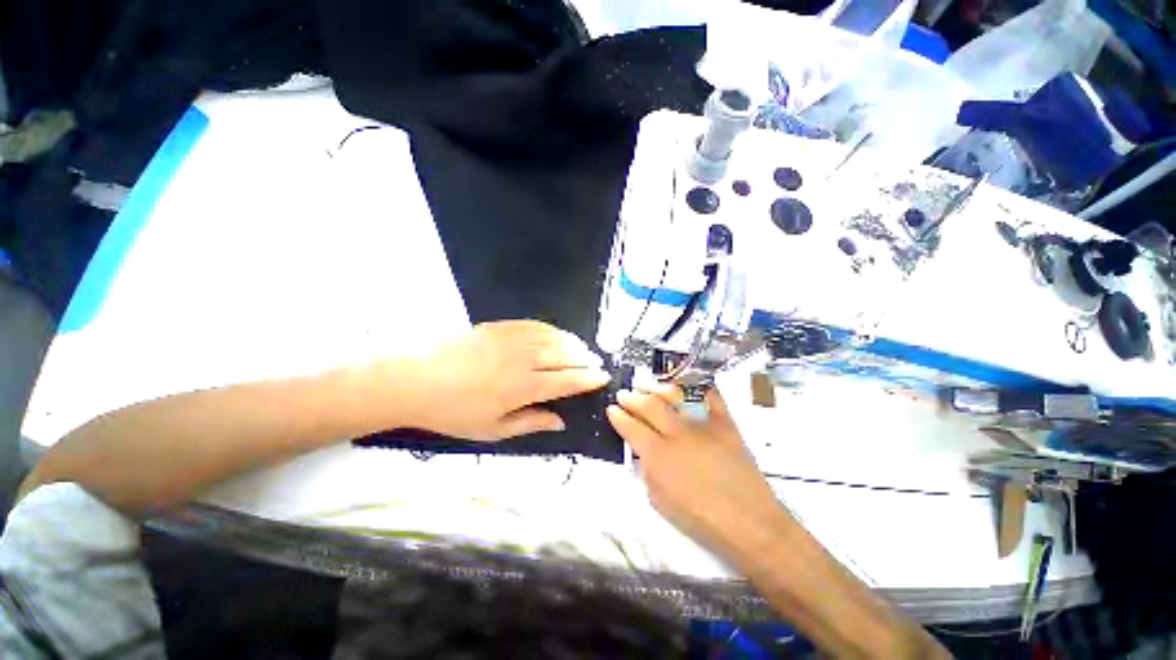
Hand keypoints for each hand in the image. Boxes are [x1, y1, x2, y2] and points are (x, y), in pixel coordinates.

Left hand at [402, 321, 610, 440]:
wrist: (414, 379)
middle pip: (564, 355)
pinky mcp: (499, 326)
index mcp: (523, 387)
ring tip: (582, 349)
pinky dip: (551, 329)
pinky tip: (557, 334)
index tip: (603, 377)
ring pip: (553, 337)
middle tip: (596, 363)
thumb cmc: (453, 412)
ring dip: (572, 343)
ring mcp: (511, 338)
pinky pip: (534, 324)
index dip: (588, 379)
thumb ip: (531, 422)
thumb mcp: (492, 429)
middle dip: (585, 359)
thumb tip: (560, 421)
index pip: (567, 380)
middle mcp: (523, 358)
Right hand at [606, 387, 788, 555]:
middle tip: (624, 394)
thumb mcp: (660, 501)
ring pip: (675, 396)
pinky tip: (685, 384)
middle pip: (649, 406)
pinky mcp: (725, 422)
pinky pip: (710, 396)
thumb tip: (642, 451)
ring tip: (647, 386)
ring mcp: (703, 425)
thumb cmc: (701, 520)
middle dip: (632, 398)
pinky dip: (697, 387)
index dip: (618, 416)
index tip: (612, 409)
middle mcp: (678, 434)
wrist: (750, 522)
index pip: (631, 428)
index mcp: (658, 456)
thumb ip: (647, 471)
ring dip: (656, 388)